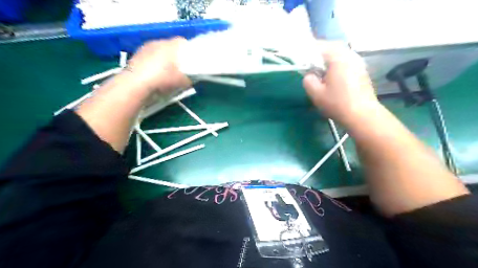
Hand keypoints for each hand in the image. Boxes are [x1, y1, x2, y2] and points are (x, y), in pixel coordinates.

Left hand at [126, 37, 191, 93]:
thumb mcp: (184, 81)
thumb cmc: (164, 79)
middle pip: (170, 47)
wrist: (137, 85)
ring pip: (159, 52)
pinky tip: (155, 76)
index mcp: (172, 45)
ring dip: (163, 60)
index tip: (191, 61)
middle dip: (175, 56)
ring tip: (167, 74)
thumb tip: (193, 75)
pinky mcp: (136, 56)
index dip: (188, 51)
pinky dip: (153, 65)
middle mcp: (158, 41)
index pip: (183, 42)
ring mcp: (145, 48)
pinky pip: (149, 58)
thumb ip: (191, 76)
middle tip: (180, 69)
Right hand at [302, 41, 381, 126]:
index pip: (320, 46)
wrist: (362, 115)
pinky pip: (347, 61)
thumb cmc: (337, 103)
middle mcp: (350, 56)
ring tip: (321, 68)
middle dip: (320, 52)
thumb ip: (308, 80)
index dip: (309, 50)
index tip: (302, 56)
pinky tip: (333, 75)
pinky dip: (337, 64)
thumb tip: (310, 74)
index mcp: (338, 58)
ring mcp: (359, 63)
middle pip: (332, 48)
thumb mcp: (316, 94)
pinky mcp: (362, 71)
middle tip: (310, 61)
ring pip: (341, 54)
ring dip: (330, 59)